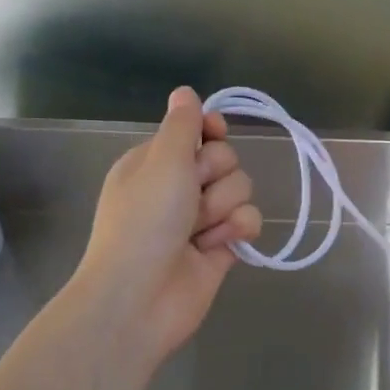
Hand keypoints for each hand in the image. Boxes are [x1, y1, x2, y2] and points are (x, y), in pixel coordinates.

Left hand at [68, 87, 261, 369]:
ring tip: (199, 230)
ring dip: (223, 207)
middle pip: (225, 159)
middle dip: (214, 176)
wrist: (140, 297)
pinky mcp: (222, 247)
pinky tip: (220, 245)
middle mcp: (178, 187)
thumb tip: (185, 92)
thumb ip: (182, 125)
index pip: (196, 131)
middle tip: (190, 196)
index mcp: (155, 162)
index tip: (214, 133)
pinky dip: (238, 230)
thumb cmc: (144, 222)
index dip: (211, 131)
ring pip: (240, 190)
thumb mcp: (162, 162)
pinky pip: (249, 221)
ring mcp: (201, 219)